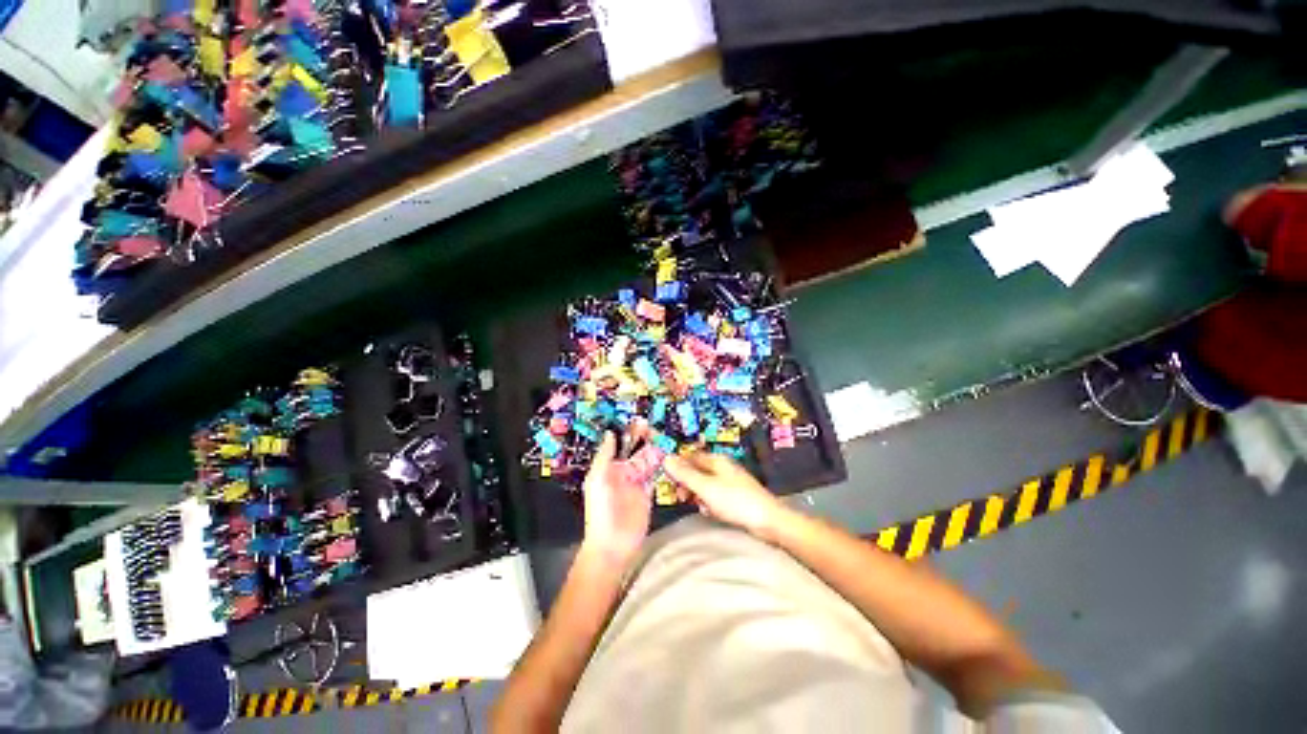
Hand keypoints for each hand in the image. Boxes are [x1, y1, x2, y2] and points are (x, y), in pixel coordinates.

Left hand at [580, 433, 651, 568]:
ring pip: (647, 461)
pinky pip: (655, 475)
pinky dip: (661, 465)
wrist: (612, 543)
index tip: (639, 421)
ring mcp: (637, 483)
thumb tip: (609, 433)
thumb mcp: (598, 479)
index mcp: (610, 468)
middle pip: (636, 451)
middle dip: (644, 439)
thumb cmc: (600, 510)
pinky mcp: (648, 493)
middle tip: (654, 427)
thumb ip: (605, 456)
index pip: (622, 446)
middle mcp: (624, 472)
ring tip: (663, 437)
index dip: (630, 434)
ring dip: (654, 450)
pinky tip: (667, 455)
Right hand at [663, 451, 785, 536]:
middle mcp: (723, 468)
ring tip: (699, 506)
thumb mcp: (706, 487)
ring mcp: (730, 482)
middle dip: (688, 483)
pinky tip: (711, 512)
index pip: (691, 457)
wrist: (769, 521)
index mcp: (716, 460)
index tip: (669, 480)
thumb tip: (666, 458)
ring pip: (705, 485)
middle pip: (697, 471)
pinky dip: (710, 503)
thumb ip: (685, 474)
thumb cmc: (736, 501)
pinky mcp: (736, 497)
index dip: (678, 466)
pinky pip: (715, 496)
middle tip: (682, 497)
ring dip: (698, 495)